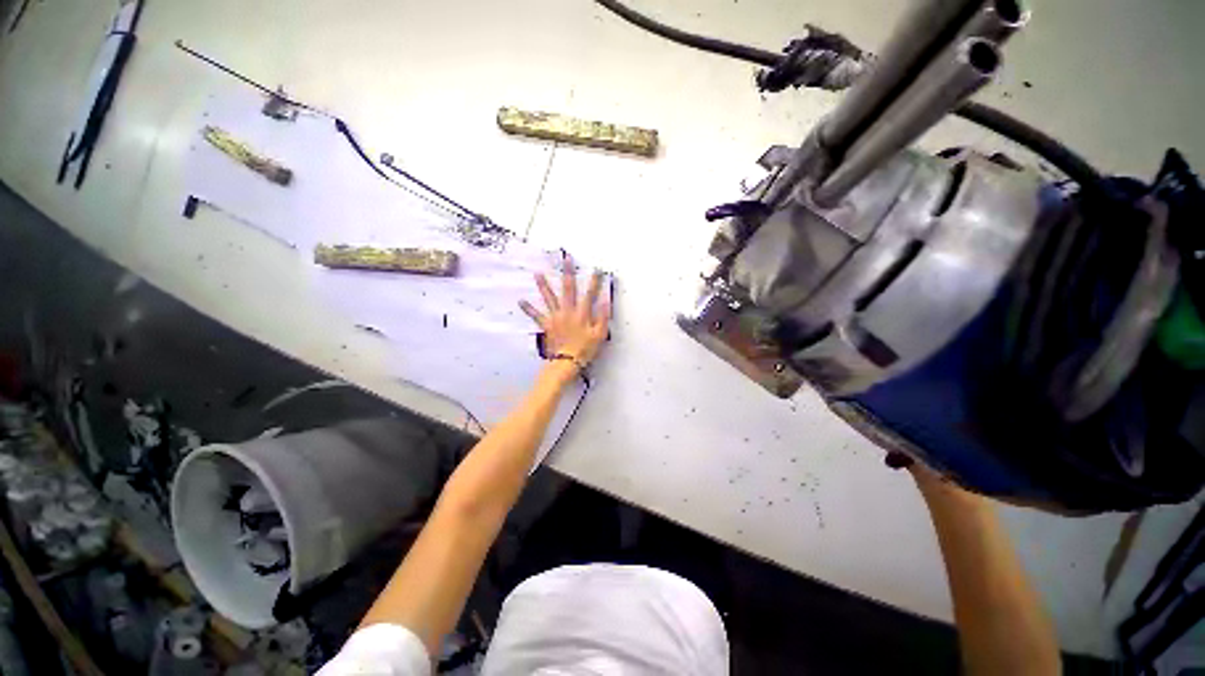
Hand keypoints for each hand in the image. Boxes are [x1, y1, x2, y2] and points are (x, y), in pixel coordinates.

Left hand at [518, 256, 610, 365]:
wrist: (567, 362)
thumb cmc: (585, 350)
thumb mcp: (600, 335)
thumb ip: (603, 316)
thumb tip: (606, 300)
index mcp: (582, 314)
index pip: (590, 294)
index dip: (594, 281)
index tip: (597, 269)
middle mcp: (568, 311)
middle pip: (569, 289)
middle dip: (568, 273)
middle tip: (566, 259)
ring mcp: (556, 317)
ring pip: (550, 298)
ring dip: (544, 285)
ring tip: (537, 273)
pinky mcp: (547, 325)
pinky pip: (537, 316)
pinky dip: (529, 309)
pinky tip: (521, 301)